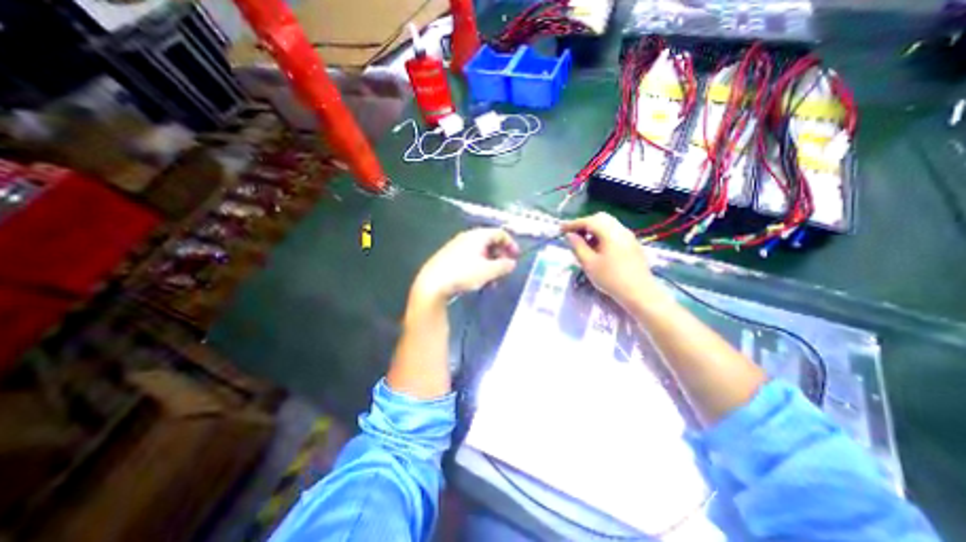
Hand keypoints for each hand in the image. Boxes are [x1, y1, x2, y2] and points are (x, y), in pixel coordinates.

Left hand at [413, 226, 520, 304]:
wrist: (433, 282)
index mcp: (478, 236)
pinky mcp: (450, 256)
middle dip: (500, 256)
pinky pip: (470, 257)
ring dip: (490, 264)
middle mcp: (467, 237)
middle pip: (490, 242)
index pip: (500, 233)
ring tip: (492, 280)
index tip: (515, 257)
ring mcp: (457, 246)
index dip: (511, 244)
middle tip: (504, 269)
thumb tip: (512, 263)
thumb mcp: (488, 271)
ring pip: (480, 252)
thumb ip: (503, 266)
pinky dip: (479, 265)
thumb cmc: (463, 274)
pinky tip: (478, 280)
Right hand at [559, 214, 664, 310]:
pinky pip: (614, 232)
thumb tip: (570, 235)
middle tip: (573, 235)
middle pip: (600, 218)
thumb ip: (577, 246)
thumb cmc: (611, 279)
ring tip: (584, 243)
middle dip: (584, 224)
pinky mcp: (632, 244)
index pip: (588, 221)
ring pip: (608, 224)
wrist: (639, 293)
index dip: (573, 223)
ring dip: (593, 229)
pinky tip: (597, 249)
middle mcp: (621, 230)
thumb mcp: (589, 264)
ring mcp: (629, 236)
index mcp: (610, 233)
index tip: (561, 228)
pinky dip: (602, 235)